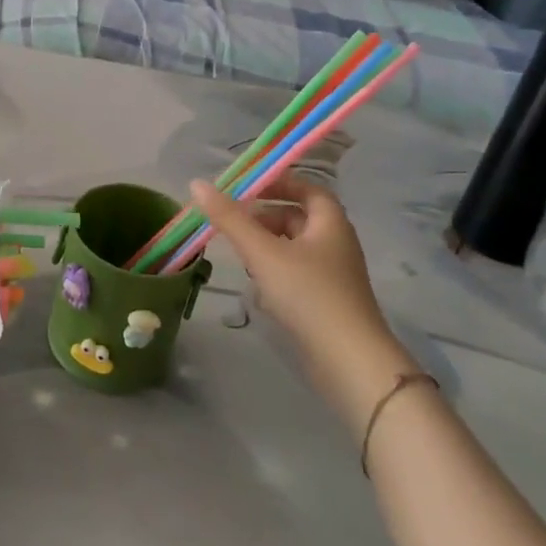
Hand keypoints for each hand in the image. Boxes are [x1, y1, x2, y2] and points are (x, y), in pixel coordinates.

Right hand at [188, 176, 390, 355]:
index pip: (308, 189)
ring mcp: (334, 276)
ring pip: (295, 248)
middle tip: (234, 224)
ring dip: (267, 247)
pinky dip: (275, 273)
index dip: (279, 183)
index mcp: (330, 223)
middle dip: (265, 218)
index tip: (247, 188)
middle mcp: (336, 244)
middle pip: (298, 218)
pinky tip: (257, 289)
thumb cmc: (308, 294)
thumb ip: (229, 218)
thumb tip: (197, 184)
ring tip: (241, 257)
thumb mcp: (262, 252)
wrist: (349, 361)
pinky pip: (297, 275)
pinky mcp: (327, 303)